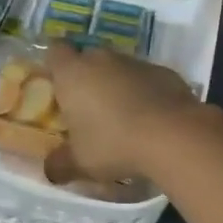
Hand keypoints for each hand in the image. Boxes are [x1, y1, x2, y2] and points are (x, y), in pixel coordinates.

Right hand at [43, 43, 222, 184]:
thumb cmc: (113, 143)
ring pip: (117, 67)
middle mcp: (101, 58)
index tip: (57, 85)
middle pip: (87, 58)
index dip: (55, 65)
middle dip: (86, 78)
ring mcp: (134, 61)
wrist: (172, 134)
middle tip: (87, 108)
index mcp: (73, 73)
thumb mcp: (80, 162)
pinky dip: (143, 92)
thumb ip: (60, 164)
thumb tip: (49, 170)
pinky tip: (150, 118)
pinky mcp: (163, 70)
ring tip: (121, 117)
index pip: (55, 51)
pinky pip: (144, 78)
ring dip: (116, 85)